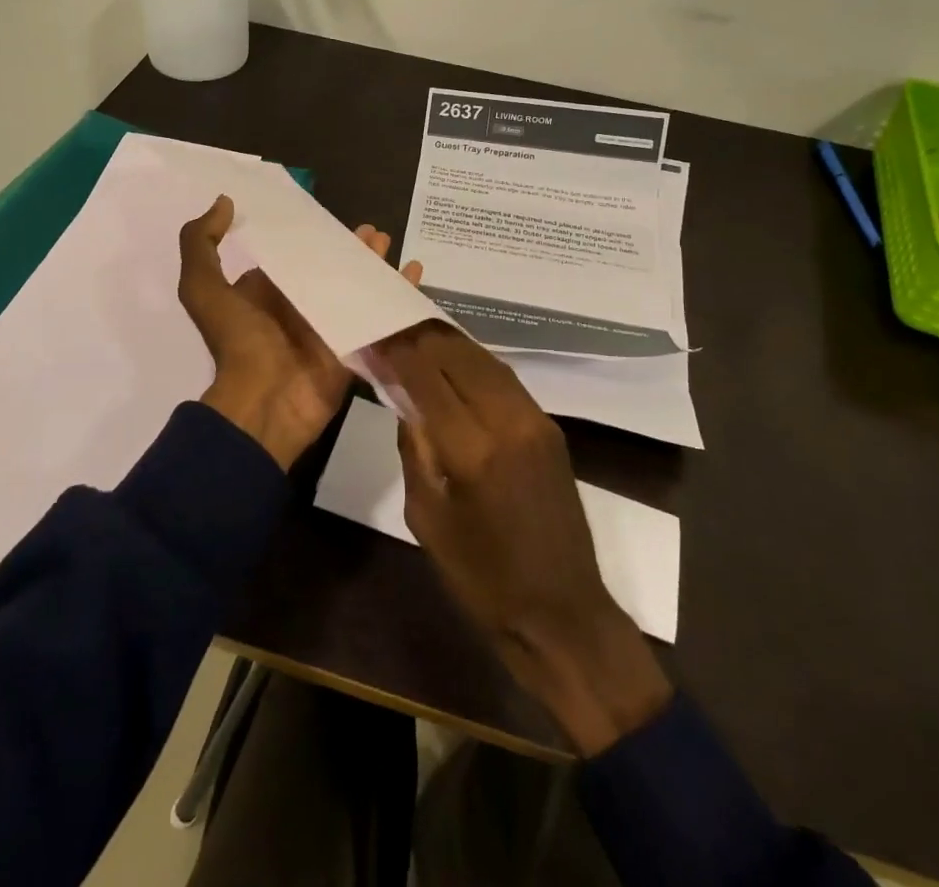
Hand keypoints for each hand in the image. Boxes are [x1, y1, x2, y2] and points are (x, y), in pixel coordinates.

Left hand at [178, 196, 421, 470]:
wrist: (265, 402)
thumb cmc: (238, 342)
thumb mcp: (202, 289)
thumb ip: (201, 244)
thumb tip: (223, 201)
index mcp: (268, 290)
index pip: (294, 255)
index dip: (312, 236)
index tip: (331, 216)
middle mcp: (300, 304)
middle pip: (332, 268)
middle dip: (351, 248)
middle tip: (373, 230)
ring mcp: (331, 324)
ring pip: (358, 286)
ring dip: (374, 264)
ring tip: (387, 242)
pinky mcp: (355, 343)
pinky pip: (381, 312)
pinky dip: (399, 292)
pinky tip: (414, 271)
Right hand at [377, 323, 673, 755]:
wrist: (562, 613)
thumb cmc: (483, 579)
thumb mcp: (428, 520)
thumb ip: (415, 452)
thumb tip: (404, 402)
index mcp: (472, 450)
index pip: (427, 378)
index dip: (399, 352)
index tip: (377, 335)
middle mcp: (507, 422)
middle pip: (459, 356)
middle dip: (424, 337)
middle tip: (395, 325)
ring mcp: (535, 421)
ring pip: (486, 361)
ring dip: (451, 343)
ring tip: (420, 333)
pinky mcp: (550, 428)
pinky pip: (507, 380)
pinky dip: (477, 363)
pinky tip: (457, 362)